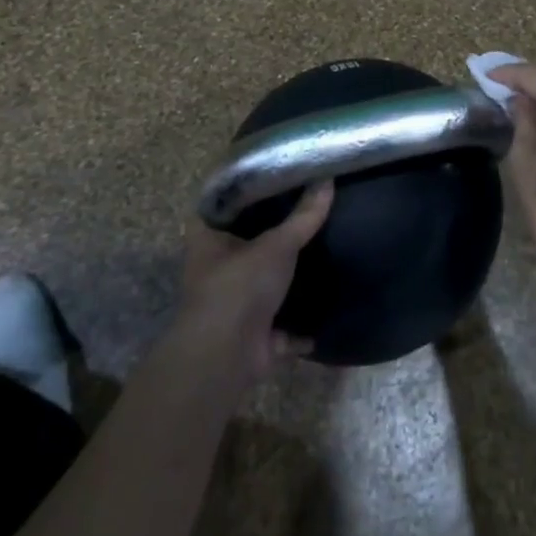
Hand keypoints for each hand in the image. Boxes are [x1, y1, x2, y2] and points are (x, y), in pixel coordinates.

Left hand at [177, 183, 332, 381]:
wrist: (225, 358)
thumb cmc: (240, 287)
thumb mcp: (277, 244)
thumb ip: (304, 215)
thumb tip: (327, 179)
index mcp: (208, 239)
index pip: (226, 206)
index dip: (250, 192)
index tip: (280, 177)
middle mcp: (215, 270)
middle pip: (248, 244)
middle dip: (275, 236)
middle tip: (309, 210)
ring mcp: (233, 304)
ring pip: (264, 283)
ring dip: (288, 278)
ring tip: (323, 251)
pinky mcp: (252, 335)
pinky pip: (282, 325)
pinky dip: (301, 323)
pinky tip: (326, 306)